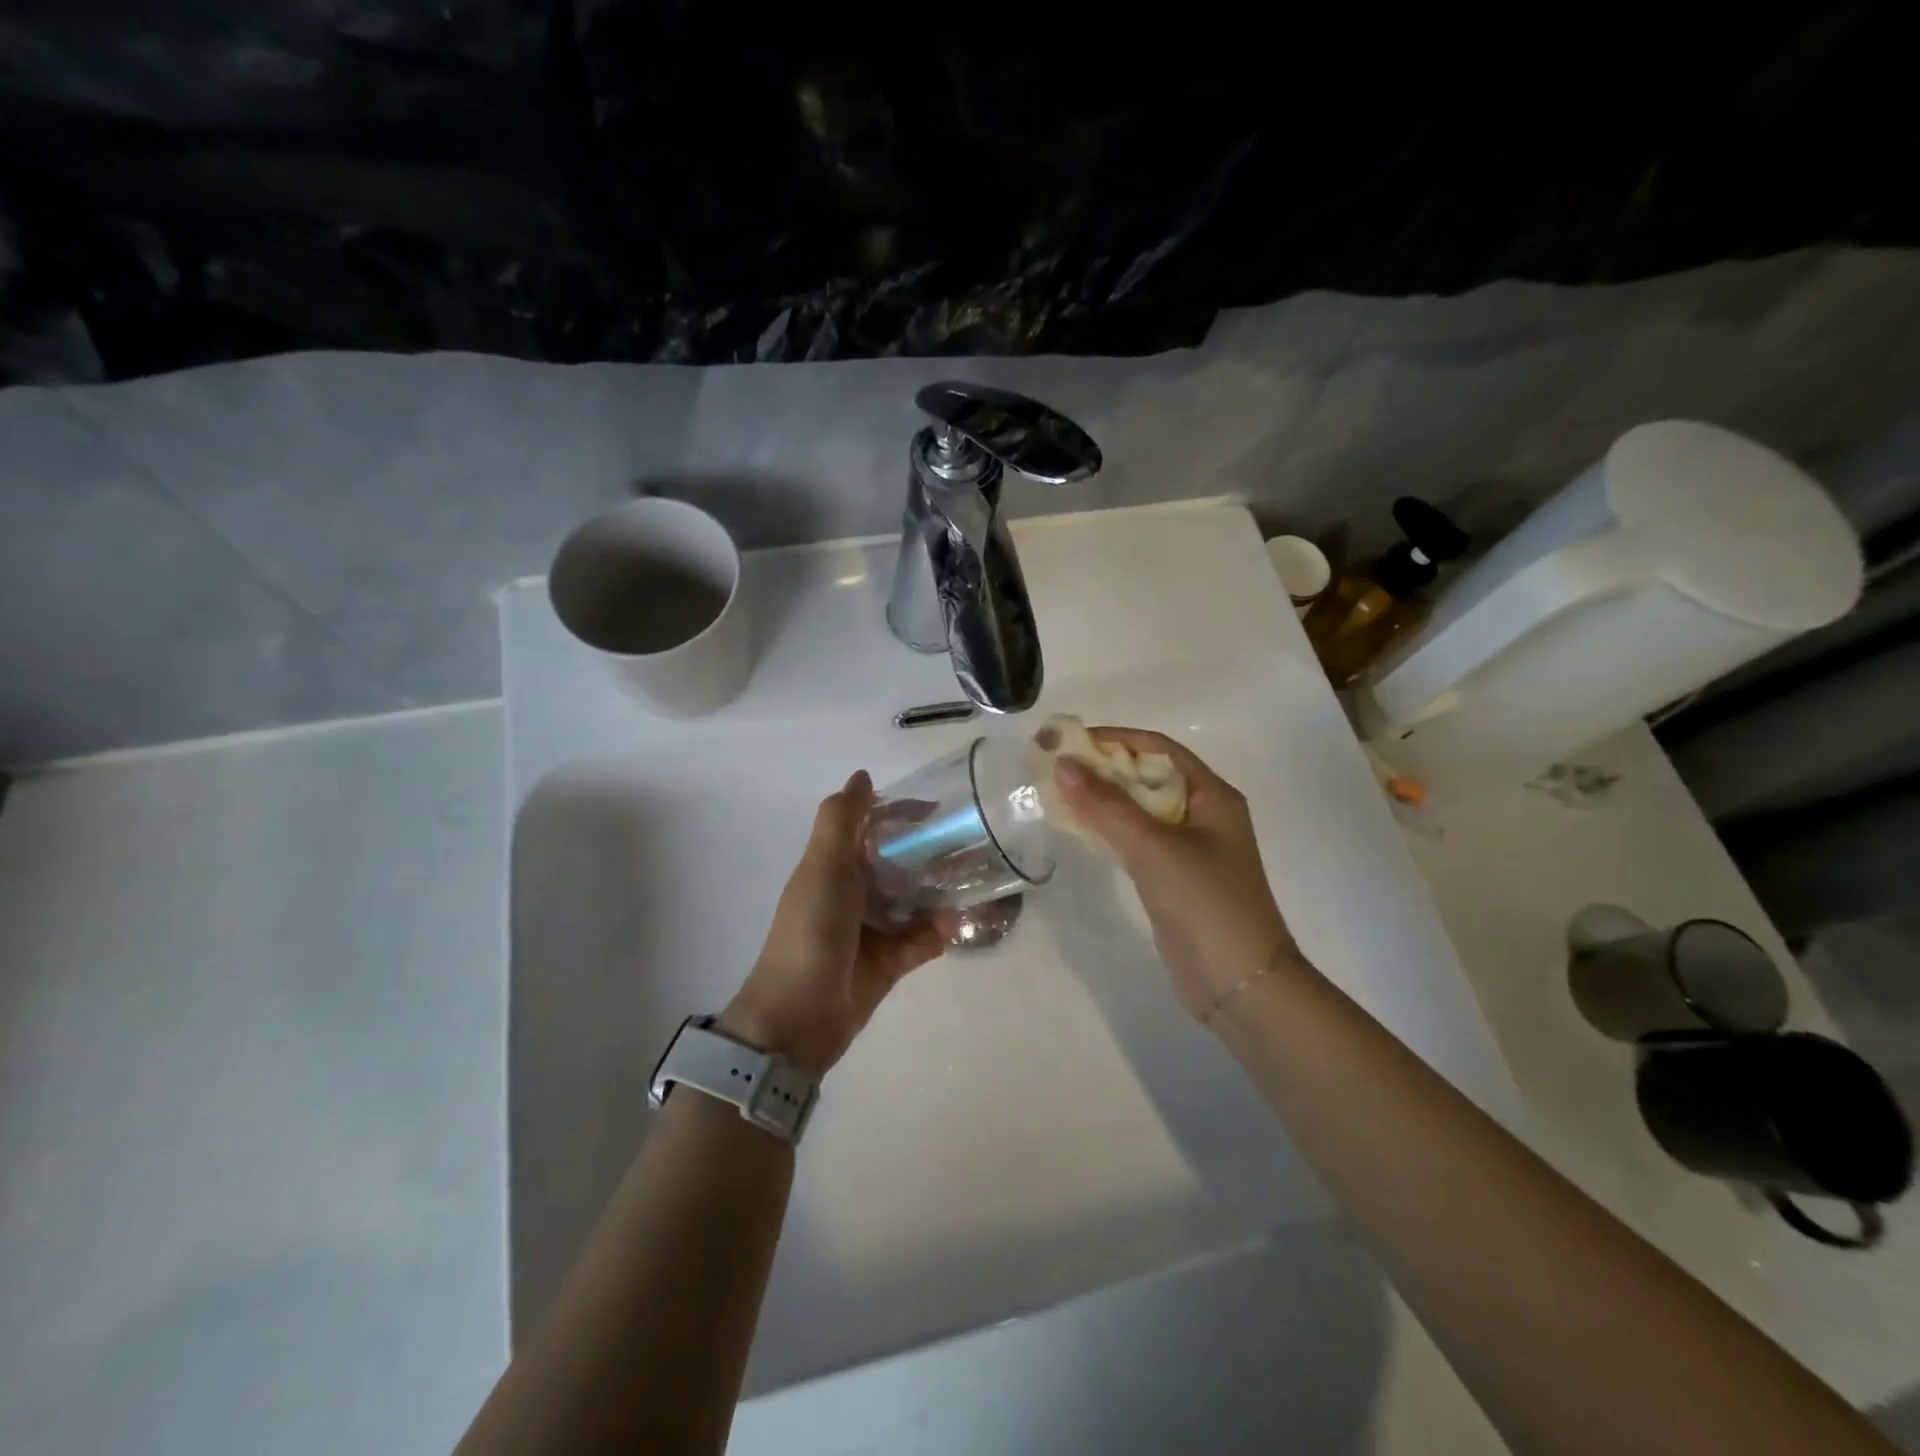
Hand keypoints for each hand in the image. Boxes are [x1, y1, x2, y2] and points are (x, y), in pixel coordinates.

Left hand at [723, 771, 956, 1077]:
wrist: (797, 1019)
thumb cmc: (811, 932)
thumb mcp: (823, 868)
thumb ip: (841, 820)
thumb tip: (862, 775)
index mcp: (833, 866)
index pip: (872, 827)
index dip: (901, 814)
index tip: (938, 809)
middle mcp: (853, 893)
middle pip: (899, 863)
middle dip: (933, 854)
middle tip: (974, 846)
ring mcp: (872, 929)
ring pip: (914, 901)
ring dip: (941, 893)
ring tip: (975, 884)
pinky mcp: (888, 962)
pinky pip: (920, 939)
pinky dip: (936, 933)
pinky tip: (952, 927)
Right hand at [1053, 730, 1297, 1022]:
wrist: (1239, 984)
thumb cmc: (1205, 904)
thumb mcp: (1154, 848)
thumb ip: (1107, 806)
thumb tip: (1063, 763)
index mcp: (1212, 795)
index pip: (1158, 748)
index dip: (1114, 739)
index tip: (1069, 741)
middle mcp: (1203, 814)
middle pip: (1146, 776)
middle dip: (1102, 769)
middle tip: (1054, 768)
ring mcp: (1190, 848)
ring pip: (1138, 810)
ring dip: (1102, 800)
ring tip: (1057, 794)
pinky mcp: (1174, 877)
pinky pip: (1136, 840)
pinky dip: (1108, 830)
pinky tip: (1080, 831)